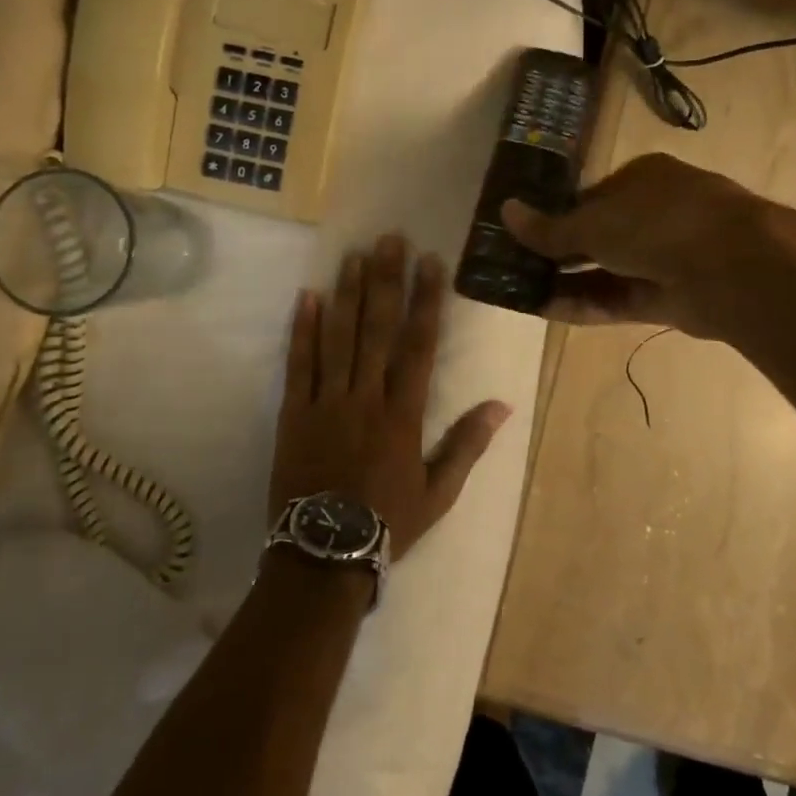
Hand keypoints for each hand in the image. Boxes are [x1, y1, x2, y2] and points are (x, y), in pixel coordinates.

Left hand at [270, 234, 510, 557]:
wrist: (323, 555)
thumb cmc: (387, 523)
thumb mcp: (439, 492)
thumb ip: (467, 444)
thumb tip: (502, 404)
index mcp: (403, 414)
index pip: (418, 345)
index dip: (426, 301)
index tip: (431, 264)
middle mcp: (365, 397)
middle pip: (377, 329)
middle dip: (386, 281)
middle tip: (390, 240)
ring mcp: (326, 402)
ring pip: (339, 337)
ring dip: (348, 293)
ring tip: (354, 255)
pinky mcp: (293, 413)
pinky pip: (298, 364)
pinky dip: (302, 330)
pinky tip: (308, 297)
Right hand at [501, 153, 795, 340]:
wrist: (734, 268)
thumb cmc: (659, 223)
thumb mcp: (595, 221)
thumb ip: (550, 228)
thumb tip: (505, 211)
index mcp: (642, 178)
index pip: (590, 197)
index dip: (555, 216)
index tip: (522, 235)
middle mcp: (655, 214)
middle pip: (597, 236)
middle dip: (558, 255)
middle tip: (516, 269)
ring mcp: (664, 257)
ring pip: (606, 271)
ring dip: (567, 282)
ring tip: (522, 293)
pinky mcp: (669, 297)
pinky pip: (619, 299)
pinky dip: (586, 305)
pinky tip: (548, 311)